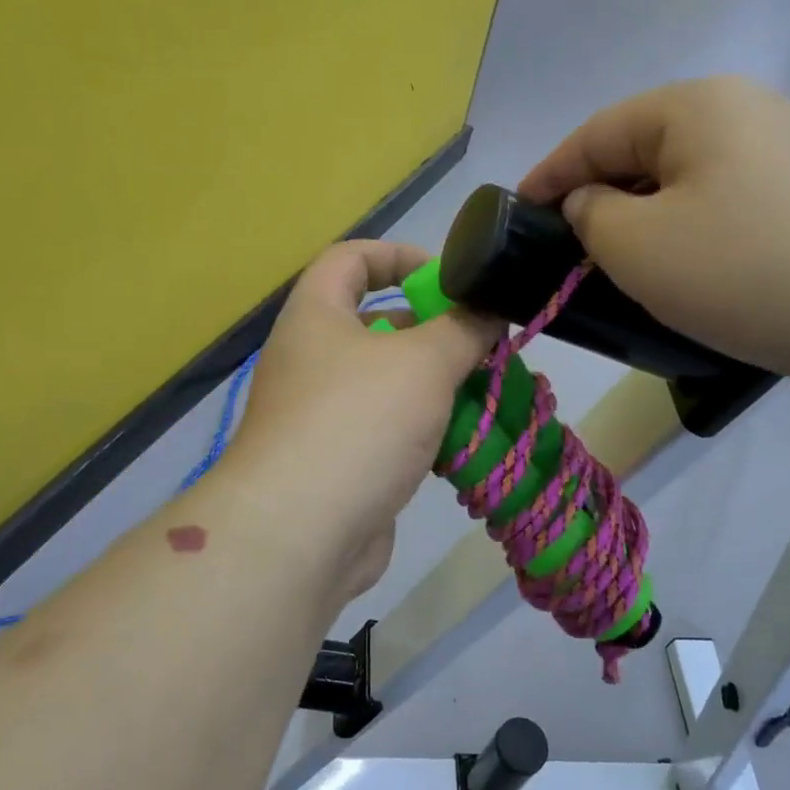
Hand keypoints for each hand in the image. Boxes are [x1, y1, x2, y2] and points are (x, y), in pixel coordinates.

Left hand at [225, 240, 500, 602]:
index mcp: (316, 315)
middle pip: (378, 323)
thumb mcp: (423, 362)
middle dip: (433, 329)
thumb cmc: (357, 422)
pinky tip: (463, 440)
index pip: (351, 258)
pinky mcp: (340, 460)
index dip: (399, 255)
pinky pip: (389, 428)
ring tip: (486, 389)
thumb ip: (464, 327)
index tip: (449, 275)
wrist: (300, 533)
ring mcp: (323, 413)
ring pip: (390, 382)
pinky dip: (424, 428)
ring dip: (436, 384)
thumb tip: (490, 307)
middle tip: (483, 342)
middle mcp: (313, 358)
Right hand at [519, 77, 789, 387]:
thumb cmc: (747, 270)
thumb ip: (591, 215)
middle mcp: (746, 111)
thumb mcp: (637, 246)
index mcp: (695, 105)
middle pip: (644, 152)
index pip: (596, 133)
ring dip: (648, 222)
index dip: (549, 175)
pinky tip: (693, 275)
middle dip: (600, 199)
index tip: (516, 213)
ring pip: (689, 182)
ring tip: (625, 270)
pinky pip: (730, 206)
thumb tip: (593, 202)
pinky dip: (695, 234)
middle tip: (569, 252)